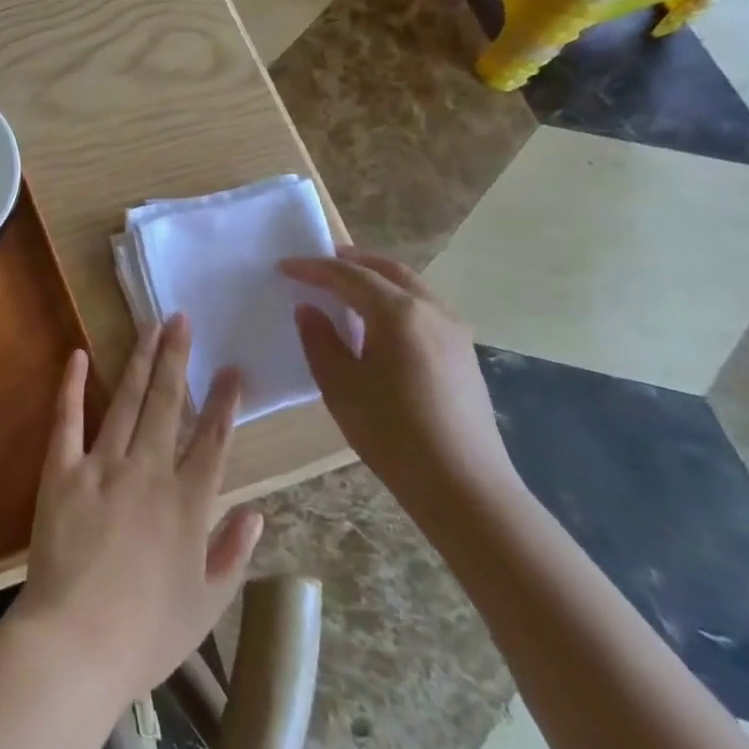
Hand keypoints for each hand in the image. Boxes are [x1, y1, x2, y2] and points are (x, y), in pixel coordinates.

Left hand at [11, 315, 262, 694]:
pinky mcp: (62, 471)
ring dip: (140, 361)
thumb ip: (233, 554)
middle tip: (182, 318)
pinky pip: (67, 420)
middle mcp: (149, 472)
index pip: (213, 441)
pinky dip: (72, 386)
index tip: (232, 368)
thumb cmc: (146, 634)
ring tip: (151, 326)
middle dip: (177, 358)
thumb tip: (257, 512)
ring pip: (128, 402)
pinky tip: (79, 355)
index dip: (225, 403)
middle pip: (168, 405)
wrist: (75, 645)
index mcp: (188, 504)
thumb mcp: (206, 604)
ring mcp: (103, 467)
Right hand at [281, 248, 519, 524]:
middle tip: (318, 263)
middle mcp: (431, 310)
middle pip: (386, 269)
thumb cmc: (393, 435)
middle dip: (350, 261)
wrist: (464, 487)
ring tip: (345, 288)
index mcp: (398, 313)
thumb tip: (309, 310)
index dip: (313, 268)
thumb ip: (320, 341)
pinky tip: (378, 322)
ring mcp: (453, 330)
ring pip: (409, 286)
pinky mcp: (463, 353)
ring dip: (375, 278)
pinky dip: (394, 299)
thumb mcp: (340, 387)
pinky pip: (423, 307)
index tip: (284, 266)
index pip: (348, 275)